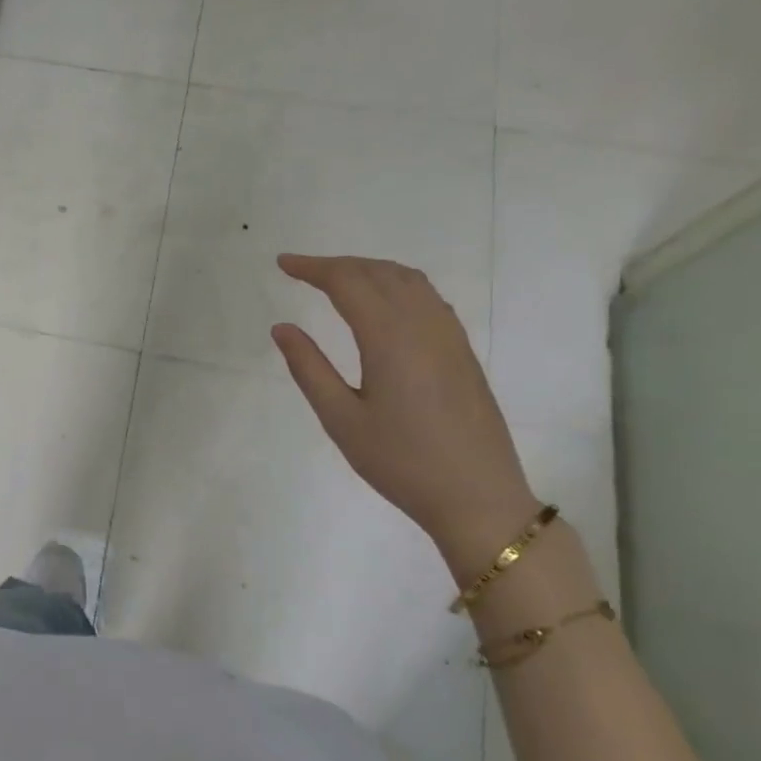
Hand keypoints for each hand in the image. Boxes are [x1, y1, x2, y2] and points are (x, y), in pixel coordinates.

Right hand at [271, 255, 538, 578]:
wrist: (477, 497)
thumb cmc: (400, 461)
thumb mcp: (341, 419)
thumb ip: (309, 368)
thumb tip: (282, 328)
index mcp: (390, 338)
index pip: (348, 283)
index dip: (313, 268)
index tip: (282, 264)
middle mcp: (424, 325)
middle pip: (379, 273)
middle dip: (338, 264)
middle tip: (302, 271)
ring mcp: (449, 336)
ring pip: (409, 280)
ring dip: (370, 270)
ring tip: (338, 279)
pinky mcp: (462, 352)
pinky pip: (428, 298)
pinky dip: (397, 285)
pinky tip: (384, 304)